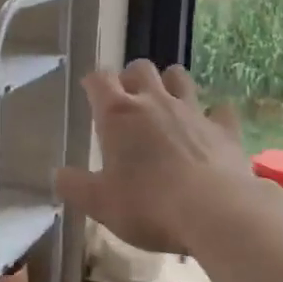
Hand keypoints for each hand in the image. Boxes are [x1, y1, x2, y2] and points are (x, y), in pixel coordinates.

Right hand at [56, 60, 254, 253]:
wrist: (215, 213)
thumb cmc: (148, 206)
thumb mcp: (99, 203)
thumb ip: (74, 186)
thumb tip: (58, 174)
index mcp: (118, 114)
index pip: (99, 79)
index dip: (93, 82)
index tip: (90, 92)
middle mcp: (154, 102)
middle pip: (140, 68)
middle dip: (131, 77)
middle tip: (127, 100)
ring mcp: (193, 111)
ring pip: (180, 77)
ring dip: (170, 83)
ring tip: (165, 102)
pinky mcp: (224, 128)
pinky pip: (219, 109)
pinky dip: (213, 114)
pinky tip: (210, 127)